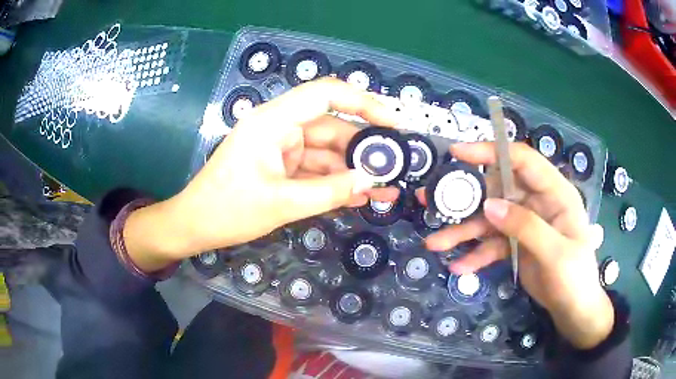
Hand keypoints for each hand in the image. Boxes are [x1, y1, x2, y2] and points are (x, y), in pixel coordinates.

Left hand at [123, 78, 398, 270]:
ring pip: (327, 151)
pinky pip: (315, 168)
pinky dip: (335, 181)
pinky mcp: (281, 165)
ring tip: (383, 190)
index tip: (392, 122)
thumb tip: (371, 181)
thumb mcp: (282, 203)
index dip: (363, 102)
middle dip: (364, 149)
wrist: (195, 226)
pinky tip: (358, 196)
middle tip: (394, 169)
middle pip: (332, 127)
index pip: (326, 94)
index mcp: (274, 121)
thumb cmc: (228, 210)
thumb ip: (330, 191)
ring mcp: (281, 147)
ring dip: (352, 170)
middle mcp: (280, 127)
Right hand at [421, 142, 612, 349]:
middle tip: (430, 199)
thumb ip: (526, 227)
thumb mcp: (556, 253)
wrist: (572, 308)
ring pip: (489, 219)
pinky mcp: (515, 243)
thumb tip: (490, 205)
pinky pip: (491, 244)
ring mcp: (524, 223)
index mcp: (554, 193)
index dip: (491, 151)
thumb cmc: (575, 278)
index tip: (457, 153)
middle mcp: (537, 202)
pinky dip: (475, 254)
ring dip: (463, 231)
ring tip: (435, 243)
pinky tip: (459, 267)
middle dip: (465, 195)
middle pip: (497, 189)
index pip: (522, 160)